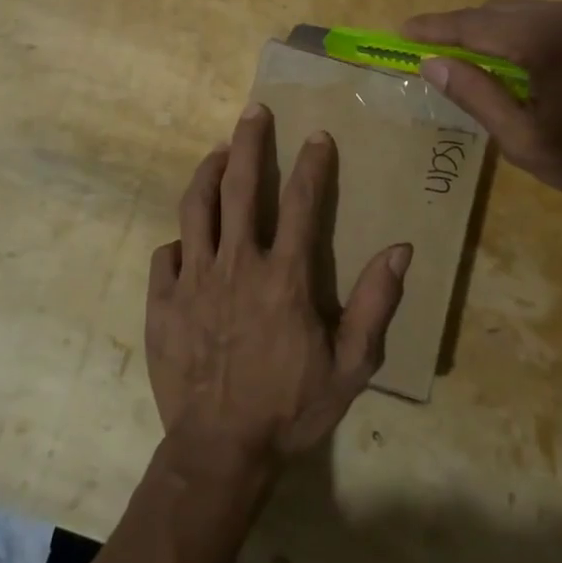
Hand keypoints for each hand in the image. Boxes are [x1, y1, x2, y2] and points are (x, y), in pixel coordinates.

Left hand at [146, 103, 411, 475]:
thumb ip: (375, 304)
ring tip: (217, 151)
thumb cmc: (290, 408)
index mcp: (283, 276)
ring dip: (207, 172)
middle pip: (239, 187)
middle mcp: (236, 264)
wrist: (220, 450)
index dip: (312, 164)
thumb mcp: (350, 366)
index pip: (301, 202)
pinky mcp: (162, 301)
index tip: (316, 135)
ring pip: (195, 208)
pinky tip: (186, 238)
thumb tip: (399, 249)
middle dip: (248, 142)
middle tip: (253, 112)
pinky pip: (166, 254)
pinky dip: (178, 240)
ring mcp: (193, 280)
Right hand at [403, 0, 561, 208]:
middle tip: (431, 54)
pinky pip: (547, 16)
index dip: (434, 28)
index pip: (473, 25)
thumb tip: (432, 63)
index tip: (401, 31)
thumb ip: (476, 96)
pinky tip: (516, 63)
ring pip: (521, 11)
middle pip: (496, 11)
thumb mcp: (525, 140)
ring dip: (491, 31)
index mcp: (544, 40)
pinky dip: (520, 32)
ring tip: (470, 62)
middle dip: (460, 29)